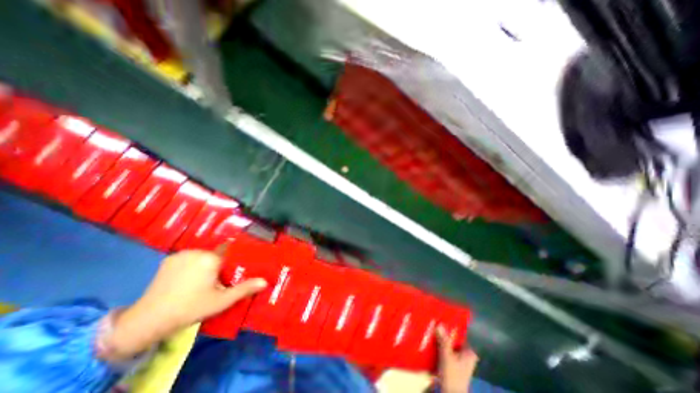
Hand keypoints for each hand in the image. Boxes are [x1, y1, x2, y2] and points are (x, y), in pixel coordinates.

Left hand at [101, 251, 268, 360]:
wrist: (147, 321)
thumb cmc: (190, 308)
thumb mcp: (221, 301)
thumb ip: (244, 289)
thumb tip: (265, 282)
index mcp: (211, 258)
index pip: (230, 251)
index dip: (233, 260)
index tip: (235, 269)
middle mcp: (197, 251)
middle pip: (216, 253)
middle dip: (220, 264)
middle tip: (219, 279)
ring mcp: (181, 254)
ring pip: (203, 255)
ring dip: (206, 264)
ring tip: (203, 280)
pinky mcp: (168, 259)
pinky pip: (189, 257)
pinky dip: (192, 264)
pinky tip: (188, 279)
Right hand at [436, 323, 477, 390]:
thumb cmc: (452, 376)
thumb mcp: (447, 357)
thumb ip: (444, 341)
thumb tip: (439, 322)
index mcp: (469, 352)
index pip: (459, 334)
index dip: (450, 327)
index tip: (440, 319)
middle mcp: (466, 356)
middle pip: (453, 340)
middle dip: (443, 333)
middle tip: (432, 323)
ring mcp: (459, 361)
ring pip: (448, 346)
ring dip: (439, 341)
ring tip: (429, 330)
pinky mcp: (452, 366)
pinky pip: (444, 352)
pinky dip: (438, 348)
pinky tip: (430, 343)